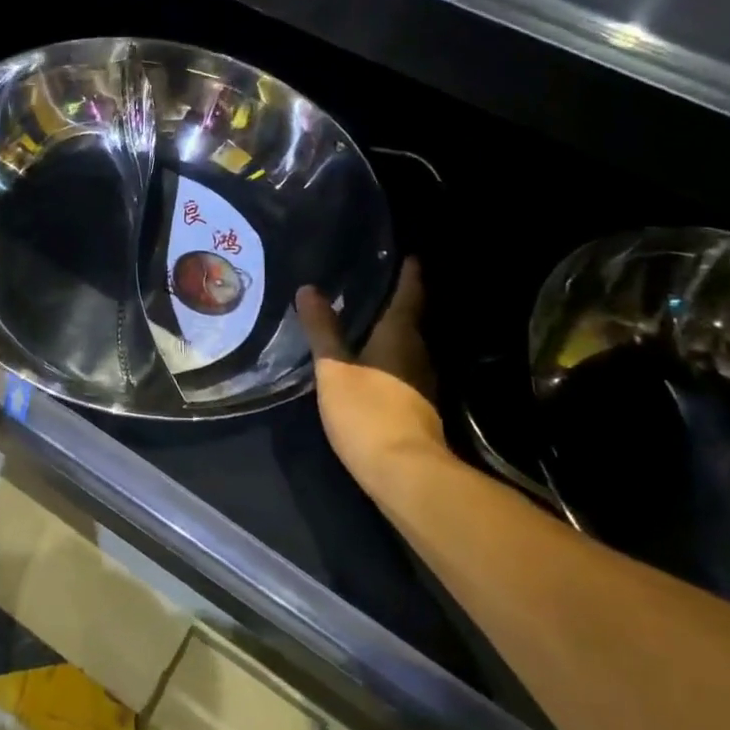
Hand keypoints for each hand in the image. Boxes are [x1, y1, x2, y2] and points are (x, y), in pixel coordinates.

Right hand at [296, 258, 450, 501]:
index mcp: (399, 335)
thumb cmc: (369, 412)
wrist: (405, 473)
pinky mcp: (416, 406)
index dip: (409, 274)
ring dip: (387, 331)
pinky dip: (385, 357)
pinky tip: (365, 361)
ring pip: (404, 346)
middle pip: (407, 320)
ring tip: (360, 319)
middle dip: (393, 302)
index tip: (407, 255)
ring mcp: (420, 382)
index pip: (409, 295)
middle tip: (368, 283)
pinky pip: (399, 368)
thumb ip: (322, 330)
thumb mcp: (334, 369)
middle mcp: (417, 353)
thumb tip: (310, 288)